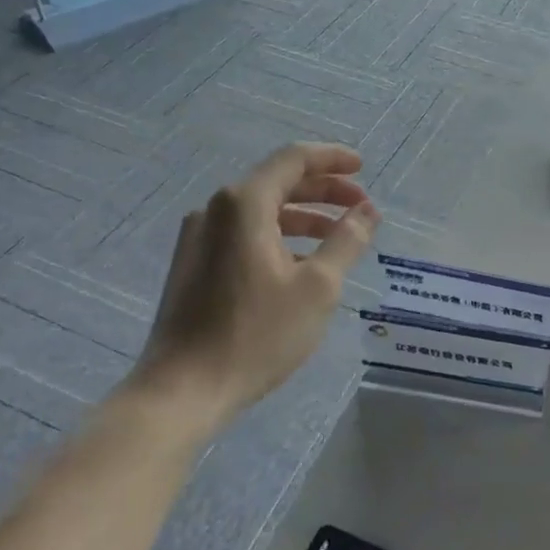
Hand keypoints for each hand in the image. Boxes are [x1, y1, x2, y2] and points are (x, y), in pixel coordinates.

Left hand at [130, 142, 378, 434]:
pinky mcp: (194, 264)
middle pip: (277, 182)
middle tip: (360, 206)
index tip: (363, 168)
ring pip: (261, 210)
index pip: (293, 159)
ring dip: (303, 216)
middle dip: (323, 190)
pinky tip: (301, 263)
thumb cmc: (256, 335)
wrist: (182, 390)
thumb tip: (368, 211)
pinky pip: (244, 233)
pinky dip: (279, 236)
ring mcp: (199, 237)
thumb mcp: (317, 287)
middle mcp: (216, 209)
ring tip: (338, 237)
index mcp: (243, 204)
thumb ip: (346, 240)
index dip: (332, 158)